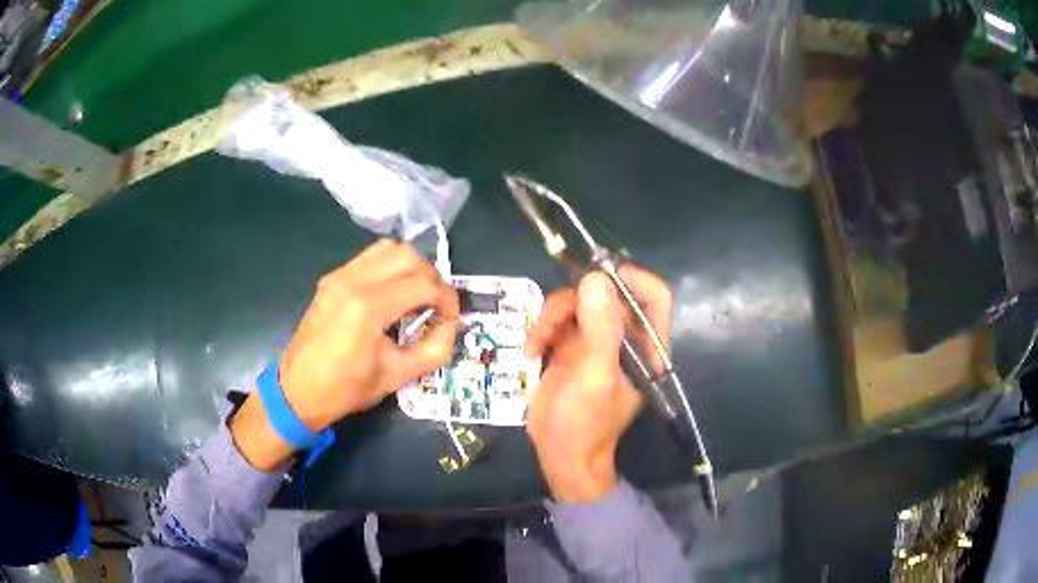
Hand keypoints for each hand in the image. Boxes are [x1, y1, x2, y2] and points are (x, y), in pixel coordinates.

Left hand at [231, 239, 459, 470]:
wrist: (298, 391)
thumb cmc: (346, 389)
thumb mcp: (398, 376)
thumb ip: (434, 349)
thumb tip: (450, 325)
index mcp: (368, 307)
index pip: (423, 284)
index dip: (447, 299)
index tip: (451, 319)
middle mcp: (353, 280)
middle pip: (408, 255)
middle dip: (431, 277)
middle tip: (436, 305)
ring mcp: (339, 276)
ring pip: (388, 248)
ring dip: (410, 267)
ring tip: (416, 296)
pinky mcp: (332, 278)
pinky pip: (370, 258)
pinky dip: (390, 268)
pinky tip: (391, 296)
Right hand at [524, 266, 672, 502]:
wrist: (560, 454)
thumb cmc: (585, 423)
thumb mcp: (594, 376)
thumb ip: (601, 328)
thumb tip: (596, 279)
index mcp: (645, 345)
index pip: (653, 296)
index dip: (631, 278)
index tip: (598, 276)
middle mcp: (624, 337)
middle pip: (605, 293)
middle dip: (575, 301)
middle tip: (551, 321)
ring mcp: (596, 339)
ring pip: (577, 302)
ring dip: (551, 318)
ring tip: (535, 345)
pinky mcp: (572, 345)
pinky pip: (558, 319)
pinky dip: (542, 330)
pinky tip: (532, 351)